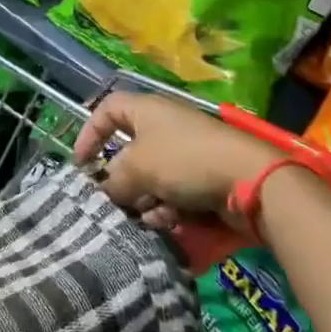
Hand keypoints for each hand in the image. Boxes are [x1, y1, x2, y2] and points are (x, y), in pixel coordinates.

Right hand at [73, 90, 276, 232]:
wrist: (249, 179)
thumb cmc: (184, 160)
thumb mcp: (137, 168)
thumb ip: (113, 180)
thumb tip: (104, 192)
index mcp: (146, 110)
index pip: (107, 110)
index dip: (90, 133)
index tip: (81, 163)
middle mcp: (164, 126)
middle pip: (129, 151)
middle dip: (121, 180)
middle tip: (114, 201)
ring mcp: (185, 152)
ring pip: (150, 177)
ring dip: (144, 199)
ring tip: (146, 217)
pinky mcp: (202, 176)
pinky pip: (173, 190)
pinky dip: (167, 206)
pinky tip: (168, 221)